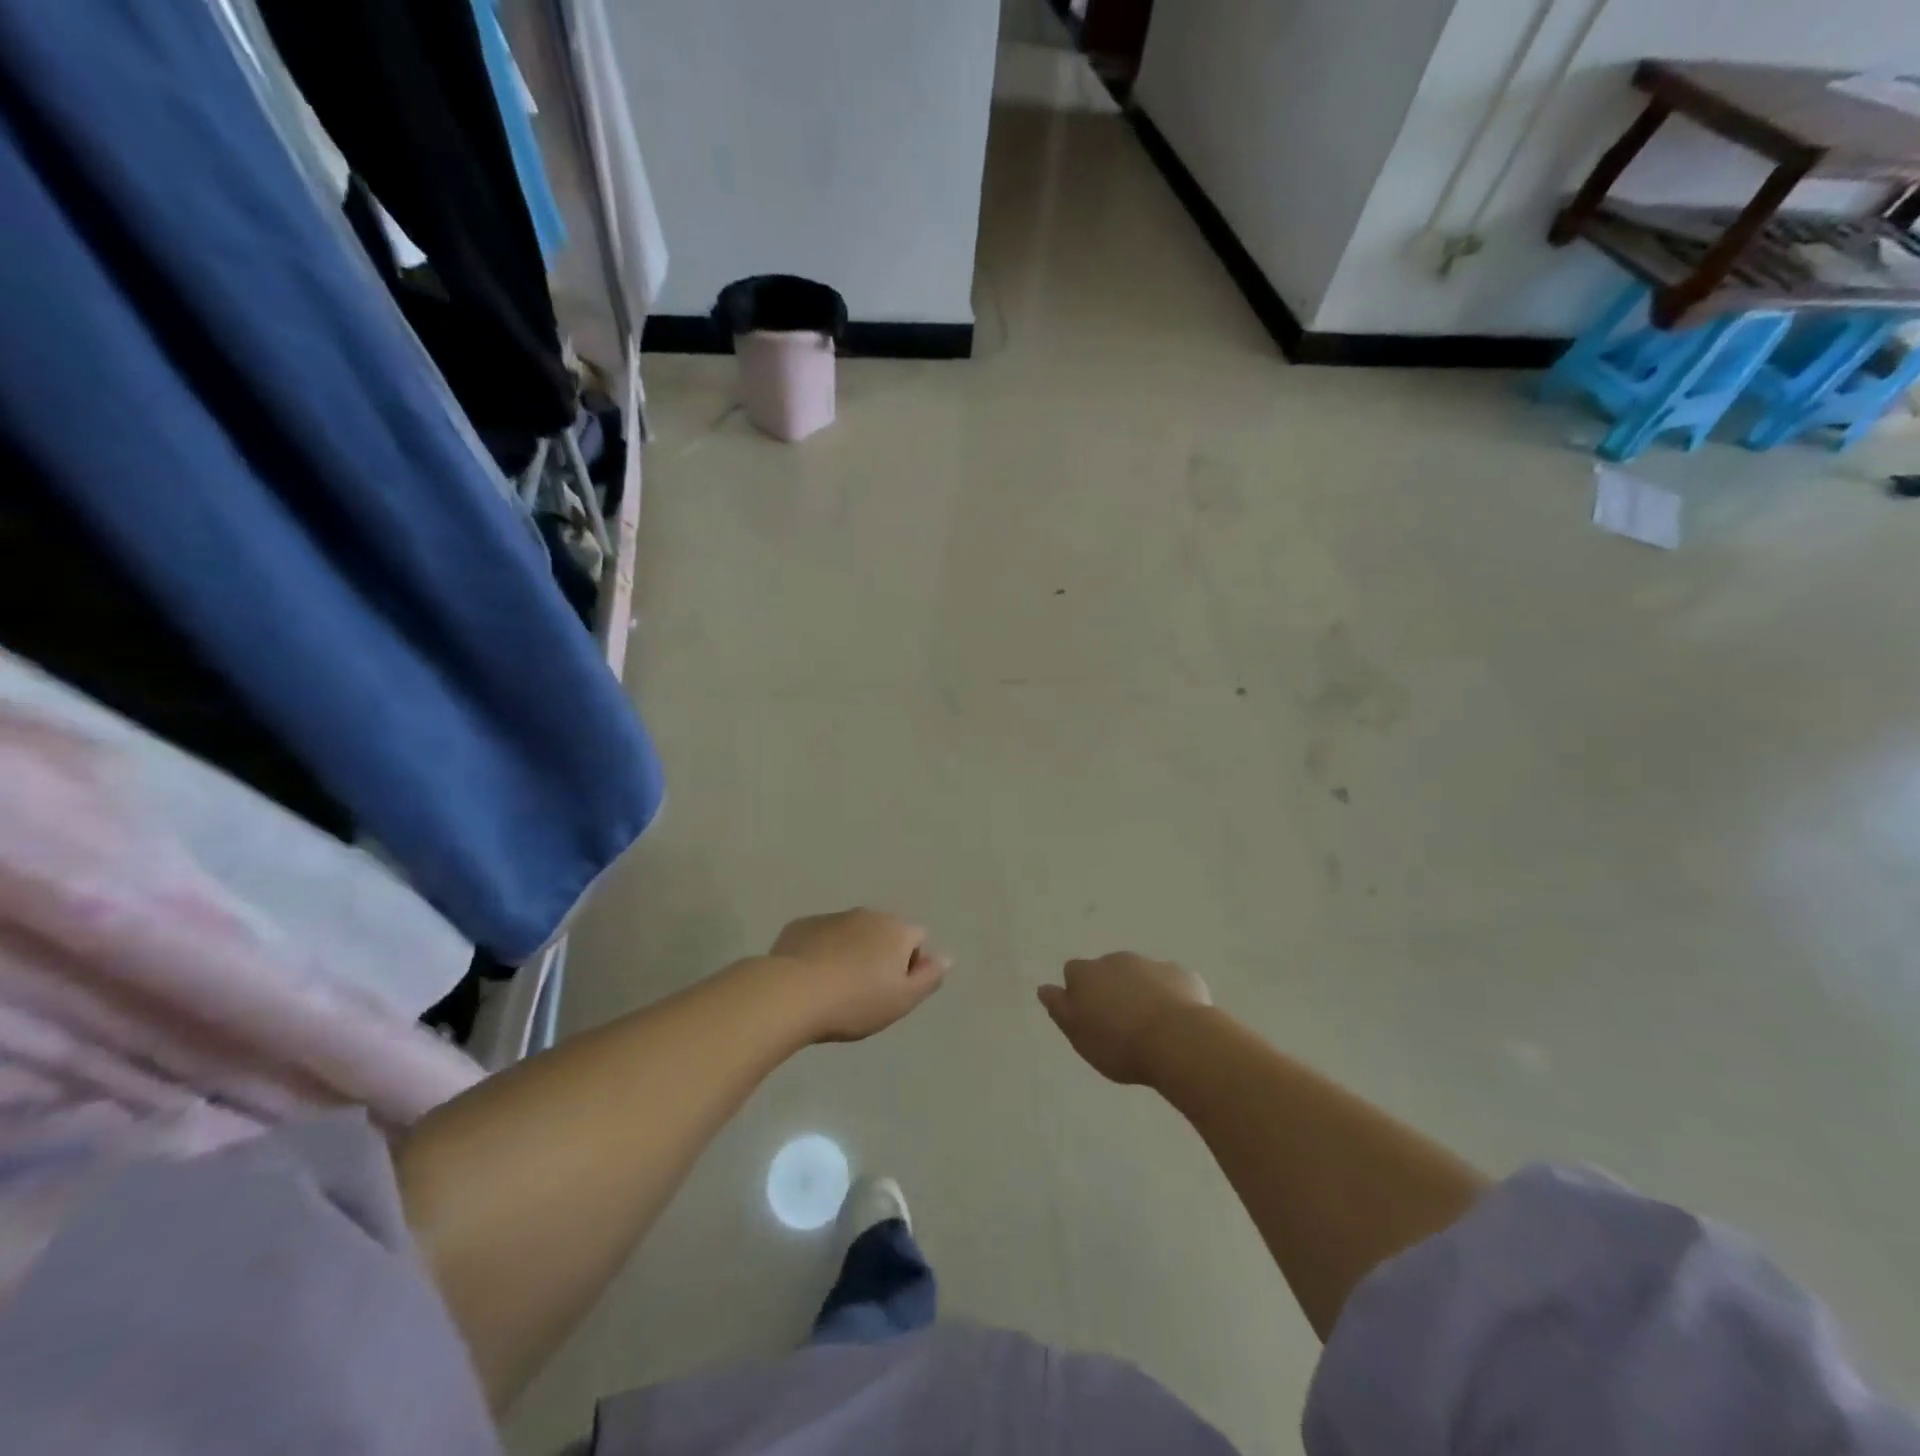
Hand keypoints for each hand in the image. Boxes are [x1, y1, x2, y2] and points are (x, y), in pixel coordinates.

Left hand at [770, 908, 948, 1042]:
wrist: (791, 993)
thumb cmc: (855, 1002)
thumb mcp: (902, 1000)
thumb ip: (929, 977)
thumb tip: (946, 957)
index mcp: (896, 930)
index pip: (918, 938)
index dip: (912, 963)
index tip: (894, 990)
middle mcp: (867, 914)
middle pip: (884, 931)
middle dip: (880, 954)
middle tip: (865, 991)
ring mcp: (832, 917)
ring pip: (851, 932)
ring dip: (850, 951)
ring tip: (835, 987)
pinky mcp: (801, 925)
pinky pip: (820, 936)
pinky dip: (821, 951)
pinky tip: (809, 978)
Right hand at [1038, 953, 1210, 1084]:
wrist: (1176, 1040)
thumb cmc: (1119, 1044)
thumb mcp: (1078, 1035)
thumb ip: (1059, 1008)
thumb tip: (1044, 988)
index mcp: (1086, 974)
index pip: (1073, 972)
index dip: (1079, 991)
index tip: (1088, 1015)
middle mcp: (1116, 960)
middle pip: (1107, 970)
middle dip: (1111, 989)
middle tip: (1119, 1023)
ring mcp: (1151, 964)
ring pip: (1140, 974)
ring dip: (1140, 990)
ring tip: (1149, 1024)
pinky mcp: (1181, 974)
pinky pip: (1170, 982)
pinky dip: (1169, 995)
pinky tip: (1175, 1020)